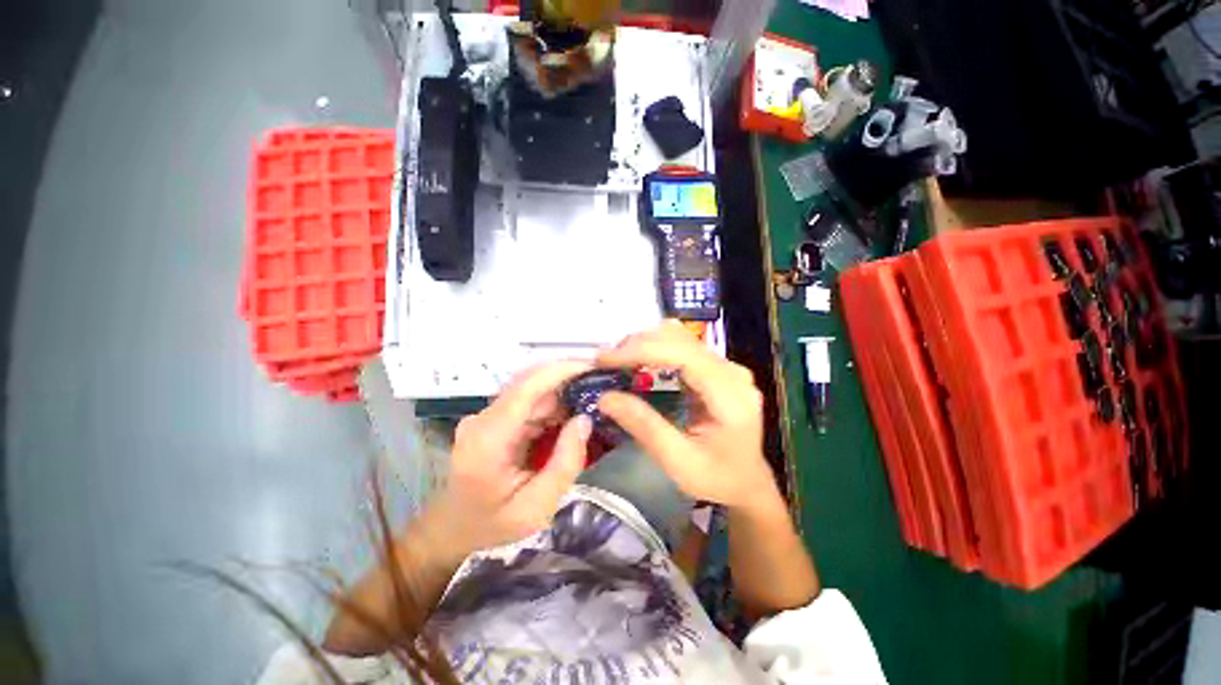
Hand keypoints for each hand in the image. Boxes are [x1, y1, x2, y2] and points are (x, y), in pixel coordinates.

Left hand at [427, 361, 593, 556]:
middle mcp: (483, 418)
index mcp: (488, 440)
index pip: (526, 388)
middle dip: (568, 379)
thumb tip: (584, 420)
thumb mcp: (536, 509)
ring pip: (531, 390)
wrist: (451, 530)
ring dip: (562, 392)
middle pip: (530, 384)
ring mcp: (486, 416)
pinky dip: (553, 404)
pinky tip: (571, 415)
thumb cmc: (492, 525)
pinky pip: (528, 402)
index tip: (593, 366)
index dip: (560, 370)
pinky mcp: (493, 418)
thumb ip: (565, 464)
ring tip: (593, 400)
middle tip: (602, 385)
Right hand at [596, 321, 781, 511]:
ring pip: (679, 337)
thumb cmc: (718, 479)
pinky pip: (681, 346)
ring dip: (644, 344)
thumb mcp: (679, 463)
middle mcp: (731, 371)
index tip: (604, 360)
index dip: (640, 351)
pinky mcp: (715, 367)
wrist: (747, 482)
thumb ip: (645, 427)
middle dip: (637, 345)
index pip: (682, 354)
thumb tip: (605, 397)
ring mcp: (725, 366)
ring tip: (617, 361)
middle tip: (604, 363)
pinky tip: (637, 363)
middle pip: (679, 339)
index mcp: (730, 394)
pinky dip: (654, 349)